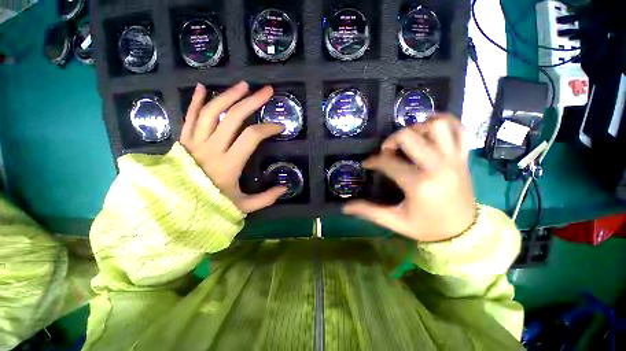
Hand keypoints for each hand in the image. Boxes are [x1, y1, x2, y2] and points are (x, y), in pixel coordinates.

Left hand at [180, 81, 286, 212]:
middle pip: (233, 117)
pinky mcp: (183, 140)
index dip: (268, 128)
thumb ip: (265, 199)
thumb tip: (285, 188)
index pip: (251, 137)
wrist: (173, 209)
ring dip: (228, 96)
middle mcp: (211, 148)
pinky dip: (195, 101)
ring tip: (243, 85)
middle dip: (252, 102)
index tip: (279, 126)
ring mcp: (194, 142)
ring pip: (212, 112)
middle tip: (267, 91)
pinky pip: (189, 117)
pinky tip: (202, 87)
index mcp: (228, 165)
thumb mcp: (242, 207)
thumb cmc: (210, 206)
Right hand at [343, 114, 475, 241]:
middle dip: (392, 140)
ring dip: (418, 127)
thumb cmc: (427, 227)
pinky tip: (431, 127)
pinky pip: (460, 129)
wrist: (463, 233)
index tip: (367, 164)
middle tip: (387, 150)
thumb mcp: (395, 222)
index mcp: (418, 184)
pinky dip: (446, 122)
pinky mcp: (463, 158)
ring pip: (437, 126)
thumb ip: (369, 212)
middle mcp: (437, 166)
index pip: (388, 162)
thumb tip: (345, 207)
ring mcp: (454, 159)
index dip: (373, 160)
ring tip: (409, 138)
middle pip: (410, 136)